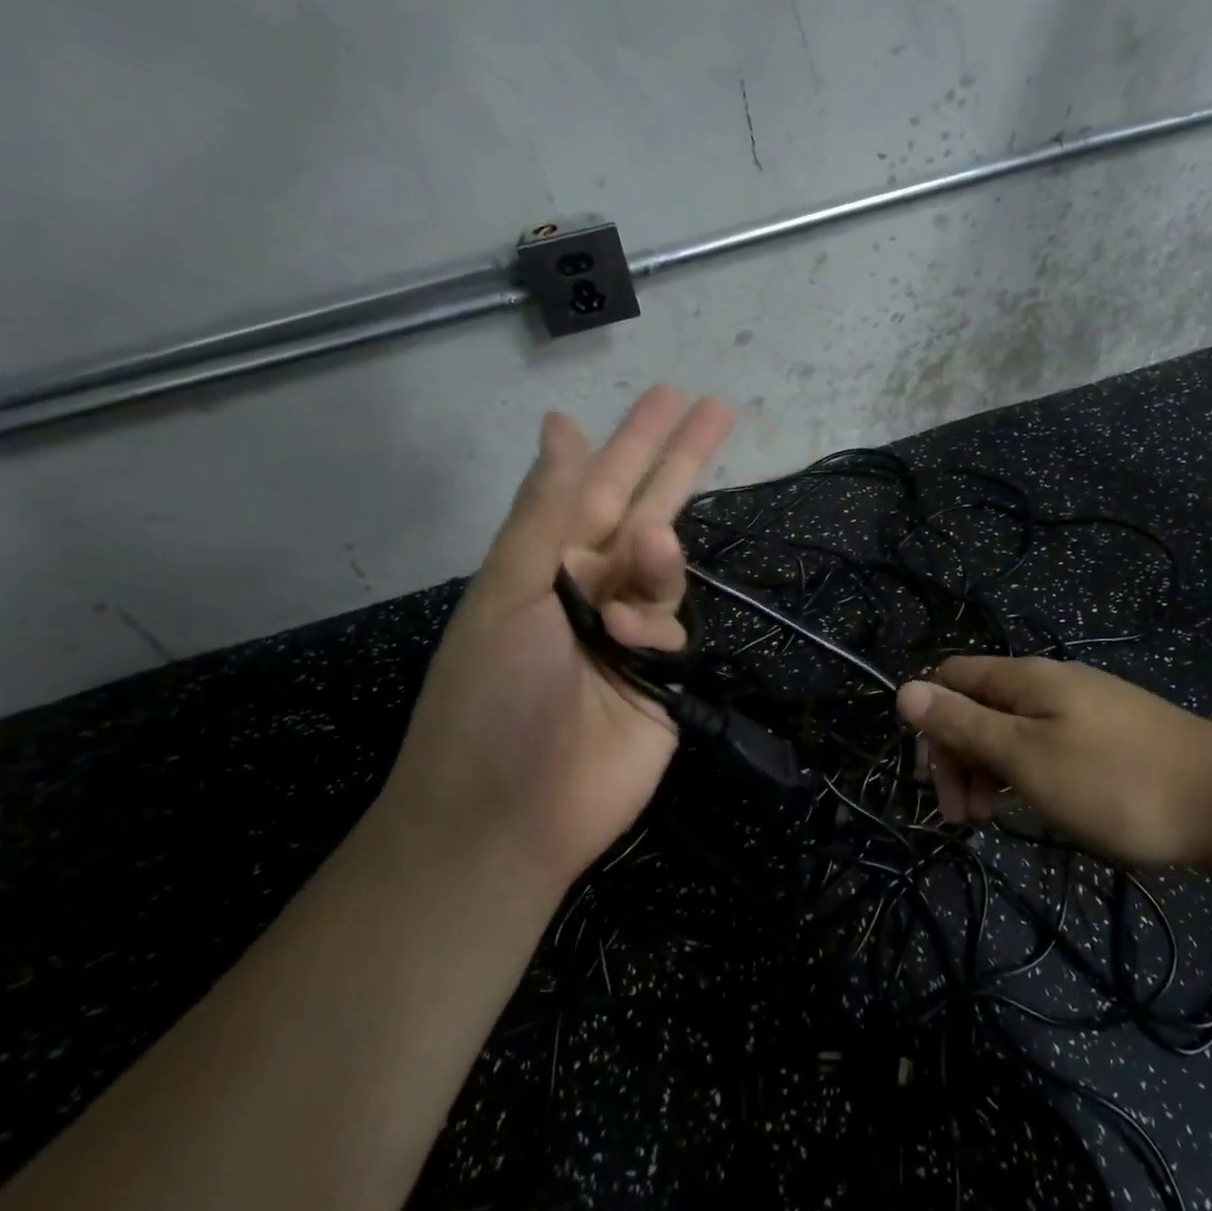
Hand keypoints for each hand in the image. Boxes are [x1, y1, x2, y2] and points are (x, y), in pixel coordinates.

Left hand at [380, 386, 734, 891]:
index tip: (671, 395)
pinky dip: (658, 626)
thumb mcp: (509, 592)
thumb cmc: (492, 696)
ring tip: (648, 557)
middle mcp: (591, 588)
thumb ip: (546, 511)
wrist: (509, 816)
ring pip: (667, 571)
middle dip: (681, 460)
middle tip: (719, 408)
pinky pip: (675, 628)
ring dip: (662, 558)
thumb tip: (561, 425)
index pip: (601, 484)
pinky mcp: (664, 678)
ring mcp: (630, 633)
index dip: (637, 439)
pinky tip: (633, 642)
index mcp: (548, 562)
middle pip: (648, 509)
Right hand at [896, 656, 1211, 871]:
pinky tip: (1042, 805)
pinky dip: (1029, 773)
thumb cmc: (1117, 783)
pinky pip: (1048, 744)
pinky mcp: (1112, 736)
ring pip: (1013, 728)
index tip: (939, 782)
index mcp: (1026, 677)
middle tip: (966, 818)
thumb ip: (963, 723)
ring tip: (997, 819)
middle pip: (979, 704)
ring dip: (991, 769)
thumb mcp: (1026, 757)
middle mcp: (1052, 682)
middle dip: (960, 755)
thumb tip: (903, 688)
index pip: (951, 676)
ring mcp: (1086, 708)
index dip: (931, 722)